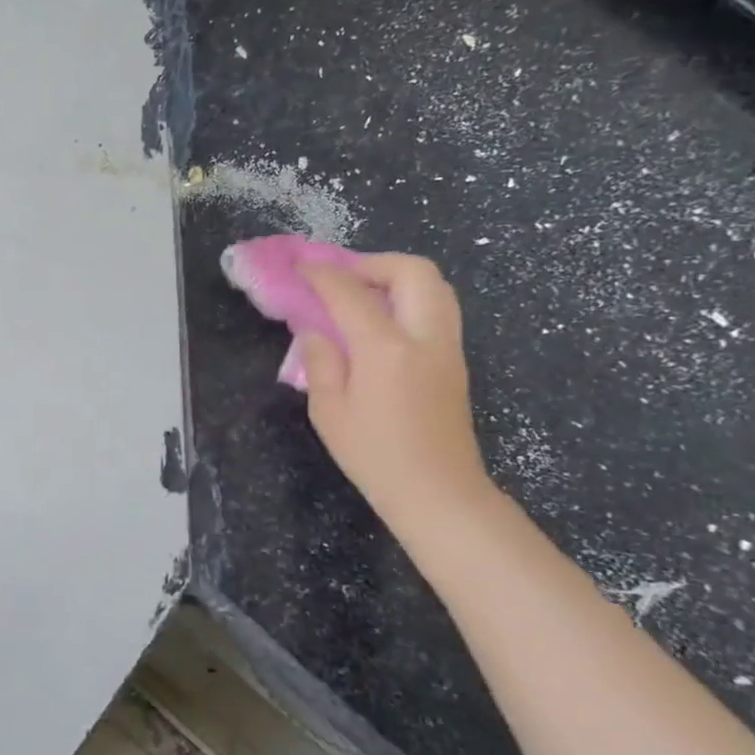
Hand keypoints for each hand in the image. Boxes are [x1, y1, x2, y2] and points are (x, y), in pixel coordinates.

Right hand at [297, 254, 495, 533]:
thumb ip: (320, 360)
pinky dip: (408, 298)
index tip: (300, 266)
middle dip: (373, 263)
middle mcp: (425, 337)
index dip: (323, 274)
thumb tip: (316, 330)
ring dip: (395, 277)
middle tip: (341, 278)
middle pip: (413, 271)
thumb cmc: (374, 454)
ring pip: (434, 286)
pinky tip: (379, 320)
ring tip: (360, 294)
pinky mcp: (454, 360)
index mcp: (386, 348)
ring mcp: (447, 347)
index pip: (351, 292)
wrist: (437, 491)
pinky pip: (436, 308)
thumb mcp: (328, 409)